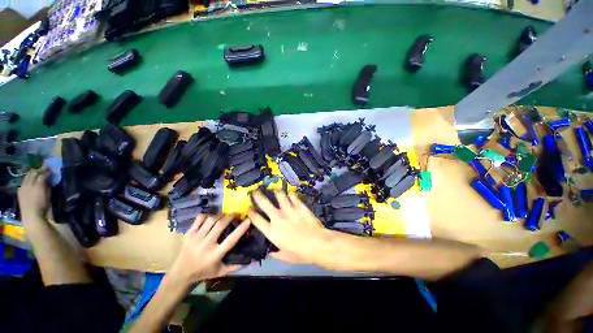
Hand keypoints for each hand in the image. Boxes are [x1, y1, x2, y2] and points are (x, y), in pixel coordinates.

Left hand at [18, 168, 50, 220]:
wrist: (31, 215)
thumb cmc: (43, 206)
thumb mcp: (48, 196)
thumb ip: (48, 187)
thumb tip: (48, 181)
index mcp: (38, 185)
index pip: (43, 175)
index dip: (47, 172)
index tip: (51, 171)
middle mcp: (30, 184)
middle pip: (33, 173)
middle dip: (39, 170)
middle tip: (44, 169)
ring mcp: (23, 186)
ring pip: (27, 175)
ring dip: (33, 173)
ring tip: (37, 173)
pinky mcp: (20, 190)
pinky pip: (23, 181)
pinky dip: (27, 179)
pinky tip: (30, 181)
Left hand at [169, 214, 250, 284]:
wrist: (181, 273)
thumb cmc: (203, 272)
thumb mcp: (220, 272)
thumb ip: (235, 266)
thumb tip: (250, 259)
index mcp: (215, 254)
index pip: (231, 239)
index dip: (241, 229)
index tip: (248, 220)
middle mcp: (206, 244)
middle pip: (220, 225)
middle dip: (230, 216)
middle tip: (236, 213)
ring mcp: (196, 238)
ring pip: (210, 220)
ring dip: (220, 215)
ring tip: (224, 214)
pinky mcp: (189, 234)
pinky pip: (199, 219)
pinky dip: (206, 215)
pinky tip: (211, 217)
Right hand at [248, 190, 333, 264]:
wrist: (318, 243)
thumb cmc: (300, 253)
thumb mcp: (285, 257)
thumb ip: (275, 252)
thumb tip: (269, 250)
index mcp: (272, 231)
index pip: (257, 220)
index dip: (251, 213)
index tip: (249, 209)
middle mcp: (278, 217)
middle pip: (264, 203)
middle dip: (258, 196)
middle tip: (255, 191)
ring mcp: (289, 210)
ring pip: (279, 196)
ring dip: (275, 192)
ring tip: (274, 190)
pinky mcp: (299, 206)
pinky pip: (293, 196)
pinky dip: (290, 194)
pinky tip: (290, 194)